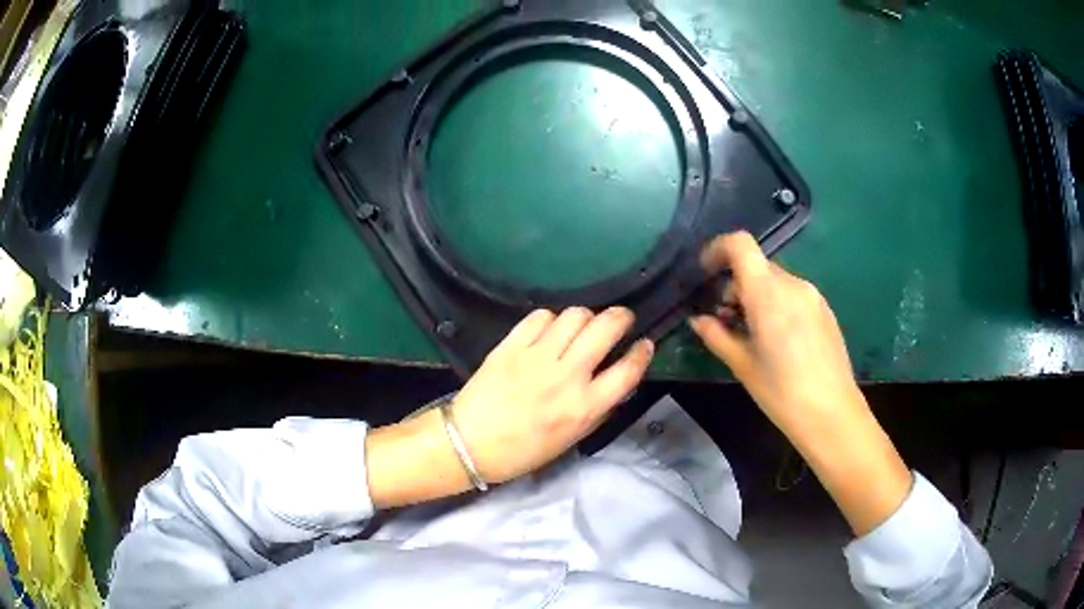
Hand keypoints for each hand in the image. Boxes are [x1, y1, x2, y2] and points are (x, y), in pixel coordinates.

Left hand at [452, 307, 653, 483]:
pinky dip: (551, 319)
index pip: (628, 370)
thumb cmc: (524, 450)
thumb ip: (597, 408)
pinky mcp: (512, 345)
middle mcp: (567, 376)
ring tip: (582, 326)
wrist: (470, 443)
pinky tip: (549, 330)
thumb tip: (615, 380)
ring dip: (586, 317)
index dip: (642, 352)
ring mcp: (537, 357)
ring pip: (575, 315)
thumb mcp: (571, 438)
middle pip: (606, 328)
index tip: (644, 344)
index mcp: (584, 407)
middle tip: (620, 320)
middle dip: (621, 317)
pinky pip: (540, 316)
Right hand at [689, 232, 910, 535]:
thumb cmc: (781, 392)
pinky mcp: (824, 309)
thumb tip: (698, 319)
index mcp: (768, 293)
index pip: (740, 245)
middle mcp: (792, 284)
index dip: (718, 249)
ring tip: (751, 333)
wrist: (831, 413)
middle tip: (725, 319)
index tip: (705, 272)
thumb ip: (716, 335)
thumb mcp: (742, 365)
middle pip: (756, 266)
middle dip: (735, 285)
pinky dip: (776, 304)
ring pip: (775, 281)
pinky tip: (777, 339)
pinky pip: (793, 294)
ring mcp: (812, 295)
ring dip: (756, 296)